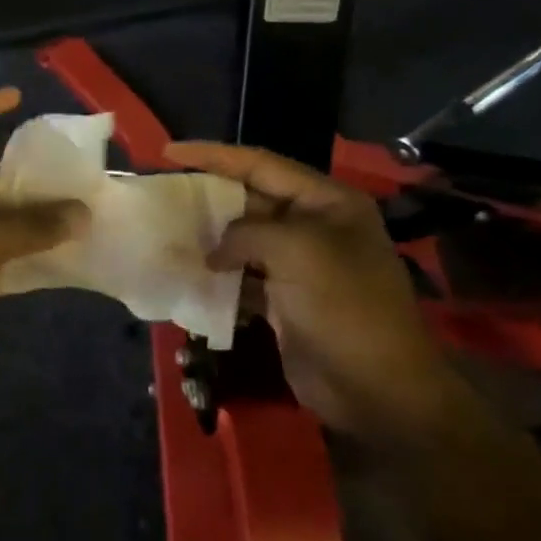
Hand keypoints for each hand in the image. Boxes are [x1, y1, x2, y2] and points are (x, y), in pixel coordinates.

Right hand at [164, 141, 466, 445]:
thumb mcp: (297, 250)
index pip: (262, 164)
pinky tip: (190, 278)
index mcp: (327, 202)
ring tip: (168, 235)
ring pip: (245, 241)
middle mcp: (315, 227)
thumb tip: (215, 250)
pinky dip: (219, 278)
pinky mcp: (286, 302)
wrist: (376, 388)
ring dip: (211, 240)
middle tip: (164, 195)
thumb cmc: (344, 306)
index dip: (214, 155)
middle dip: (209, 197)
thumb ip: (247, 233)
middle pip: (251, 200)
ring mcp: (301, 267)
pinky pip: (245, 278)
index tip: (169, 151)